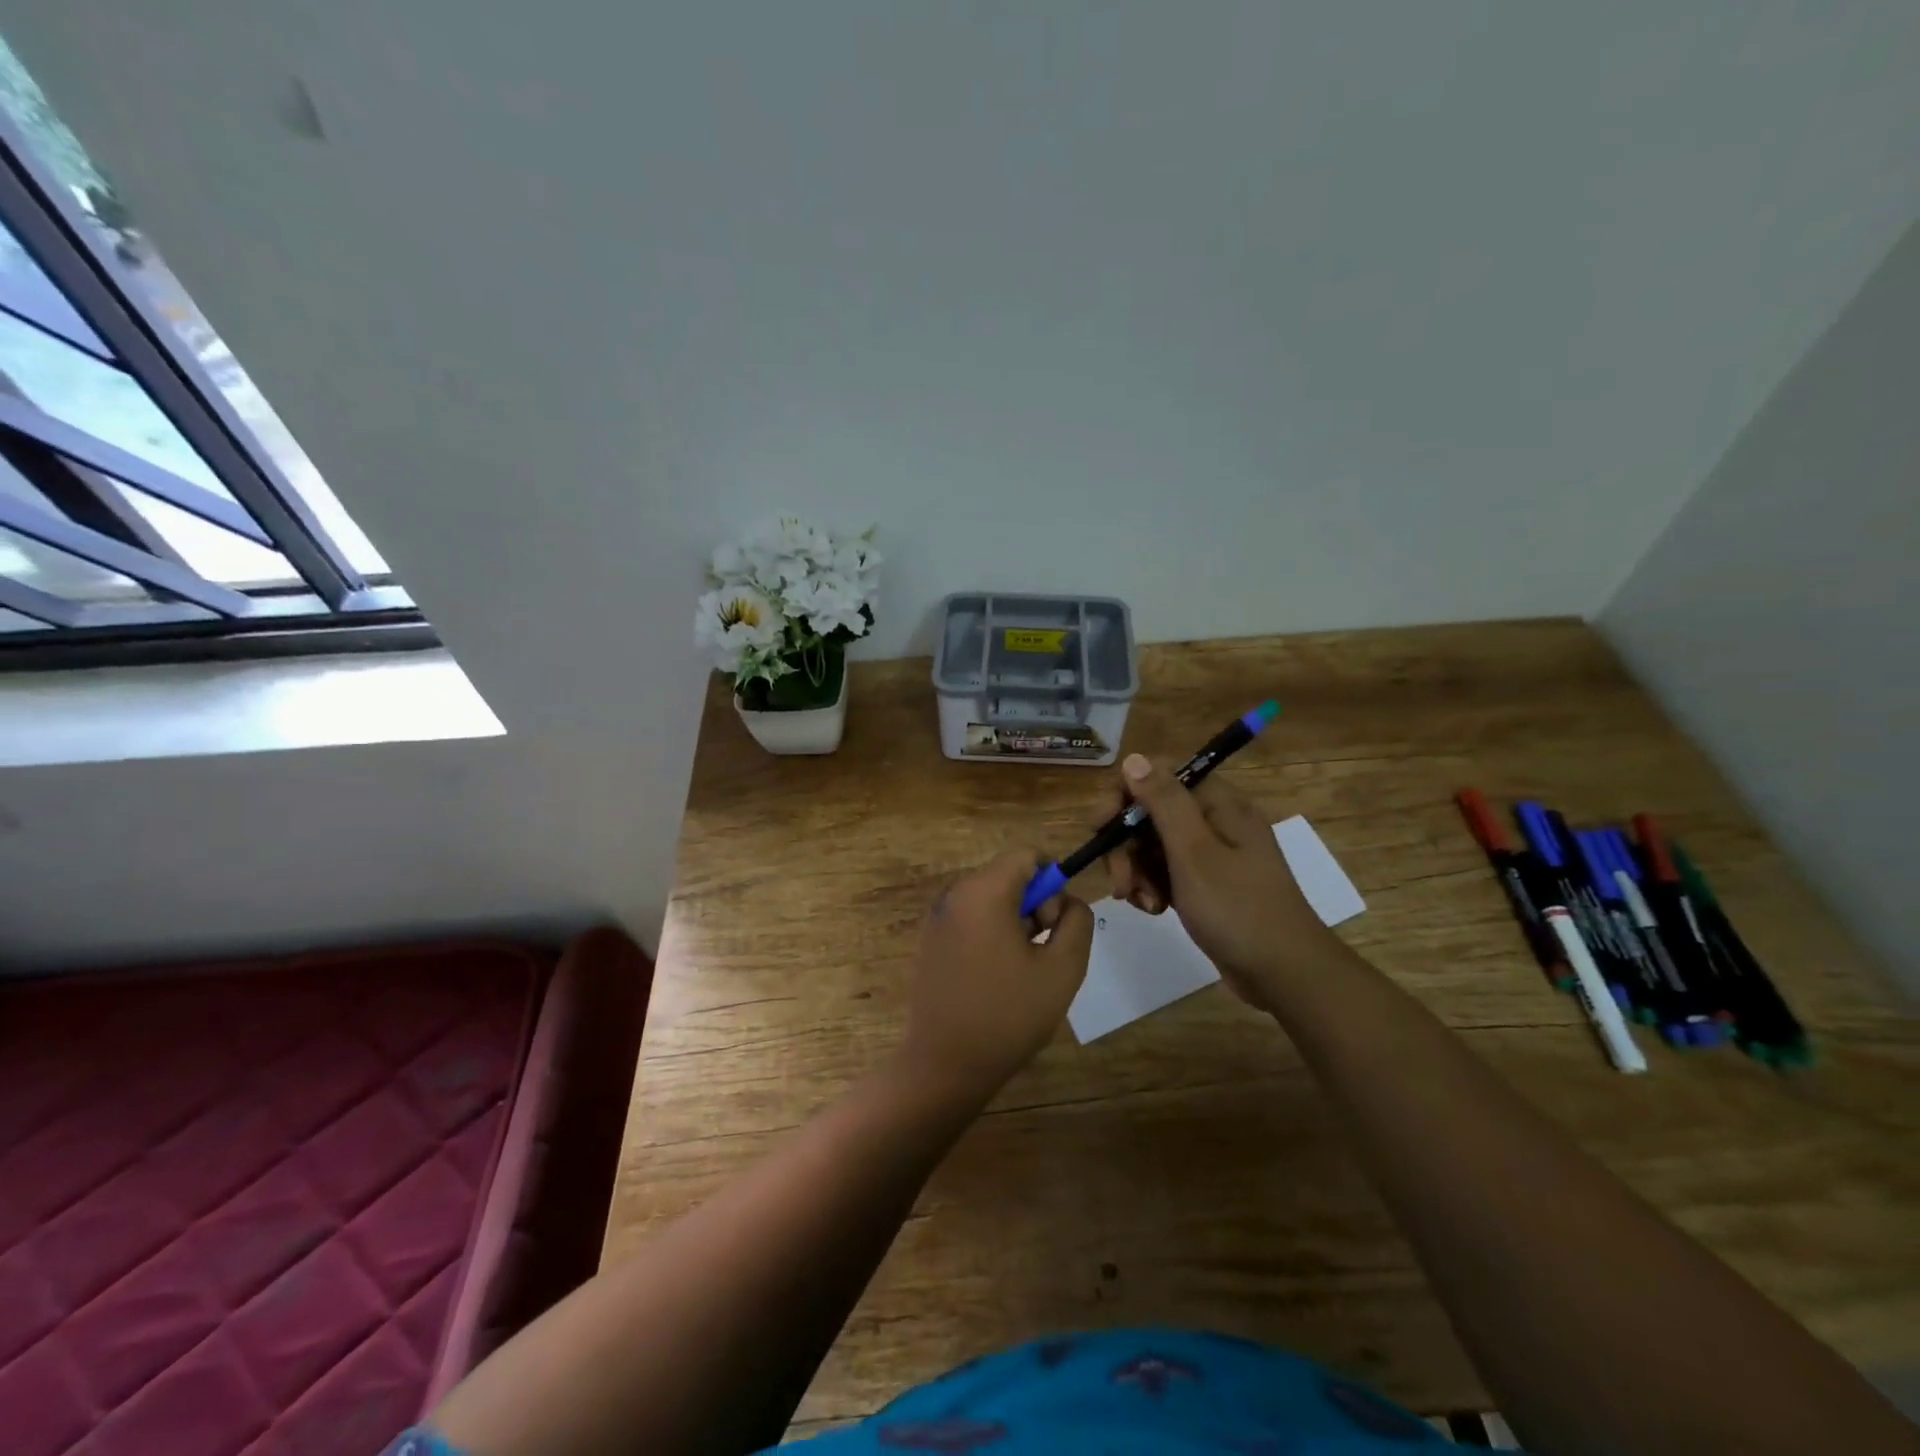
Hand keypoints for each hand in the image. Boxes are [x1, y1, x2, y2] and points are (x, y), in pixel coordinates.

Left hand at [902, 850, 1093, 1101]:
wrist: (944, 1065)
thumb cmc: (1008, 1014)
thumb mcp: (1063, 967)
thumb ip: (1077, 921)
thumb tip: (1068, 903)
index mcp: (983, 891)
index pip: (1027, 857)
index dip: (1052, 883)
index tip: (1054, 925)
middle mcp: (954, 894)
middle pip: (1008, 876)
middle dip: (1034, 905)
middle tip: (1042, 953)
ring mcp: (937, 918)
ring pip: (991, 899)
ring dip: (1014, 923)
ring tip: (1020, 971)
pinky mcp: (930, 942)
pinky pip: (971, 919)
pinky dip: (991, 935)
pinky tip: (995, 979)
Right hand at [1103, 753, 1341, 1009]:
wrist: (1285, 974)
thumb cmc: (1238, 909)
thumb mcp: (1194, 853)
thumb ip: (1163, 802)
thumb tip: (1135, 758)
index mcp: (1217, 802)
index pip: (1157, 776)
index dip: (1124, 796)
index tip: (1102, 829)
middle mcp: (1214, 819)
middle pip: (1150, 812)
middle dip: (1126, 845)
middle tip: (1121, 882)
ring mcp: (1212, 852)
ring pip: (1153, 844)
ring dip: (1137, 871)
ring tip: (1143, 903)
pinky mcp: (1208, 882)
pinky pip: (1166, 871)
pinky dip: (1153, 887)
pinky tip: (1155, 910)